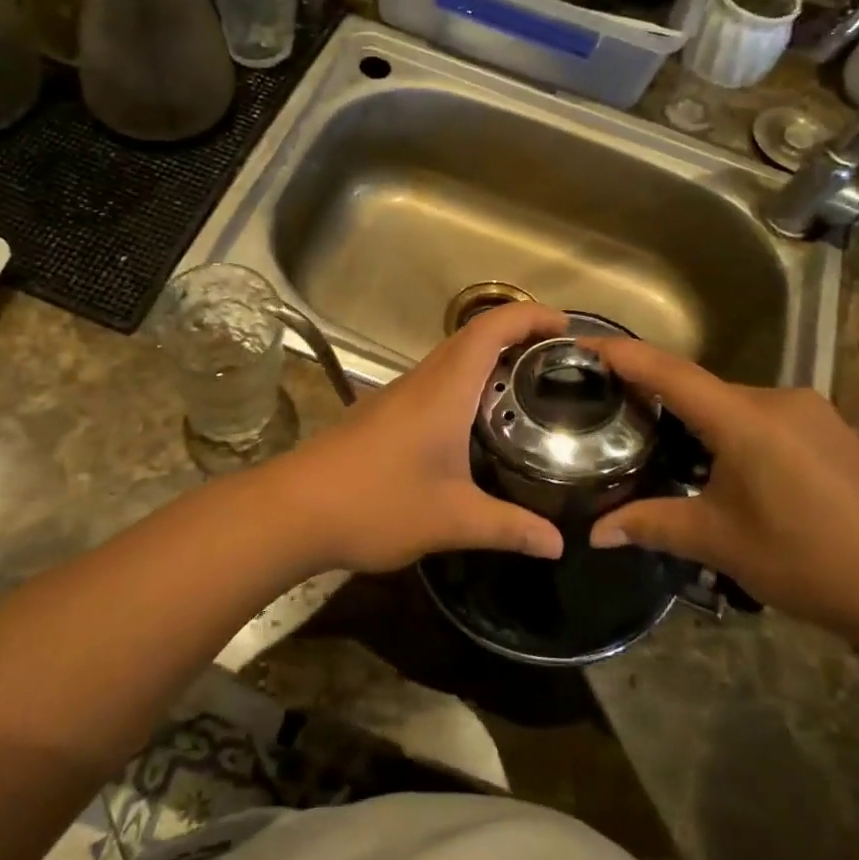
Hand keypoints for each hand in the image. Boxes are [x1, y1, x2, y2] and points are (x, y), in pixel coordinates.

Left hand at [270, 302, 568, 573]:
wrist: (293, 510)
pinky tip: (474, 424)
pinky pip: (432, 384)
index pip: (490, 329)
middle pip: (471, 337)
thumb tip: (558, 543)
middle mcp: (420, 382)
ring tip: (525, 388)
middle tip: (556, 360)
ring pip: (448, 360)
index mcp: (443, 390)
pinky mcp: (380, 415)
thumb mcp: (451, 520)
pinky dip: (463, 385)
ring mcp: (395, 396)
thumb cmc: (376, 503)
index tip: (565, 325)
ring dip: (487, 360)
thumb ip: (508, 527)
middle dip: (515, 335)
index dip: (529, 316)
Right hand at [585, 337, 858, 646]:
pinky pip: (767, 417)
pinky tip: (735, 468)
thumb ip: (653, 525)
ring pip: (736, 404)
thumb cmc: (807, 561)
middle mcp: (778, 399)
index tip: (584, 342)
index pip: (669, 373)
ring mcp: (813, 412)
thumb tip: (595, 534)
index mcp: (745, 419)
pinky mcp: (834, 429)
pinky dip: (737, 430)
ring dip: (702, 420)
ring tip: (673, 450)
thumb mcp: (720, 543)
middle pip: (702, 388)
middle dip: (660, 397)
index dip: (624, 355)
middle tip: (621, 415)